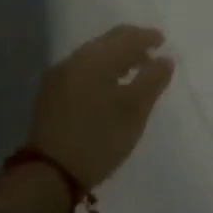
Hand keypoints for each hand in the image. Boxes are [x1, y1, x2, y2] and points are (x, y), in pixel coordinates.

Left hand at [29, 25, 174, 189]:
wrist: (47, 176)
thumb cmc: (98, 139)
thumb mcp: (134, 111)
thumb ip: (153, 80)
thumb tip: (165, 59)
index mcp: (95, 58)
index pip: (125, 36)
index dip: (147, 36)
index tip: (163, 42)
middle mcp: (74, 60)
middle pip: (107, 42)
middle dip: (131, 44)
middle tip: (150, 55)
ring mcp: (58, 77)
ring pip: (93, 56)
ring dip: (115, 58)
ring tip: (133, 71)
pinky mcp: (50, 95)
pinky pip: (82, 70)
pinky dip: (100, 71)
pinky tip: (108, 87)